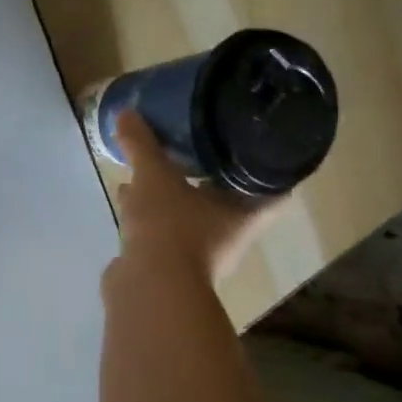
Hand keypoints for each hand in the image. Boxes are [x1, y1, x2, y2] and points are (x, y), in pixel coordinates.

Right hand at [111, 110, 275, 286]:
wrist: (147, 289)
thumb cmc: (170, 228)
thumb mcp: (155, 178)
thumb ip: (143, 145)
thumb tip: (128, 112)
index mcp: (244, 214)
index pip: (274, 187)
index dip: (271, 163)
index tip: (260, 138)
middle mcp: (229, 235)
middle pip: (230, 199)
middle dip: (214, 174)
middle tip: (204, 143)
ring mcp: (198, 254)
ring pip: (192, 214)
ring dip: (177, 194)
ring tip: (158, 165)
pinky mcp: (168, 264)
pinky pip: (164, 229)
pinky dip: (150, 212)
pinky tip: (128, 196)